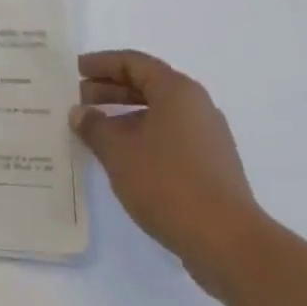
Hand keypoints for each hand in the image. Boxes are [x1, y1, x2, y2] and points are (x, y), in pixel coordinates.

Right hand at [71, 50, 266, 294]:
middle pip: (148, 85)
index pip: (134, 62)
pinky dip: (143, 136)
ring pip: (159, 113)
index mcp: (177, 91)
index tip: (77, 70)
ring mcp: (209, 137)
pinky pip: (170, 136)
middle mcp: (197, 106)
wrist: (228, 243)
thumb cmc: (168, 183)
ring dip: (125, 115)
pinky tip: (124, 157)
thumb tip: (80, 113)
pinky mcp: (212, 166)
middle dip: (111, 89)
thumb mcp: (118, 151)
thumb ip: (94, 126)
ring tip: (97, 130)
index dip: (102, 63)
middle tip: (81, 99)